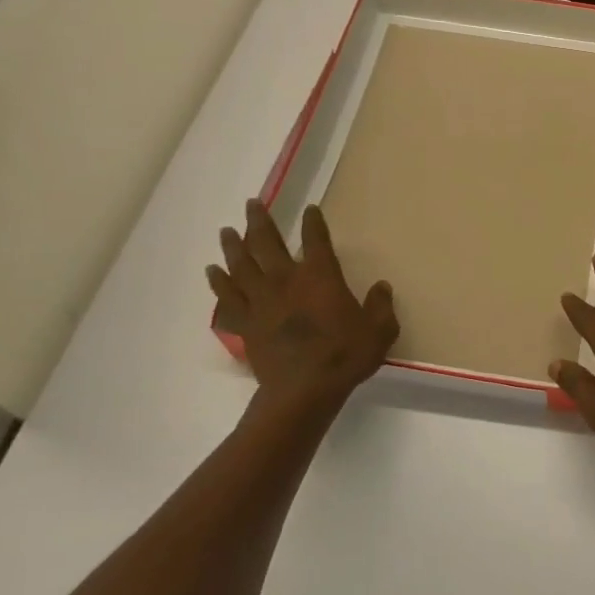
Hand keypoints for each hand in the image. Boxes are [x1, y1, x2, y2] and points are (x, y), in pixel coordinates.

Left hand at [208, 200, 397, 405]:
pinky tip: (212, 273)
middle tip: (251, 204)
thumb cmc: (345, 356)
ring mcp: (261, 301)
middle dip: (260, 221)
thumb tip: (382, 287)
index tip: (310, 209)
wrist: (303, 390)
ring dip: (233, 246)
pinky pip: (227, 298)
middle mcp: (286, 280)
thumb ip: (381, 306)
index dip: (313, 222)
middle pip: (266, 243)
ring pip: (241, 266)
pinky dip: (219, 283)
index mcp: (320, 276)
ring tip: (226, 231)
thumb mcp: (379, 330)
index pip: (316, 240)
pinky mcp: (245, 323)